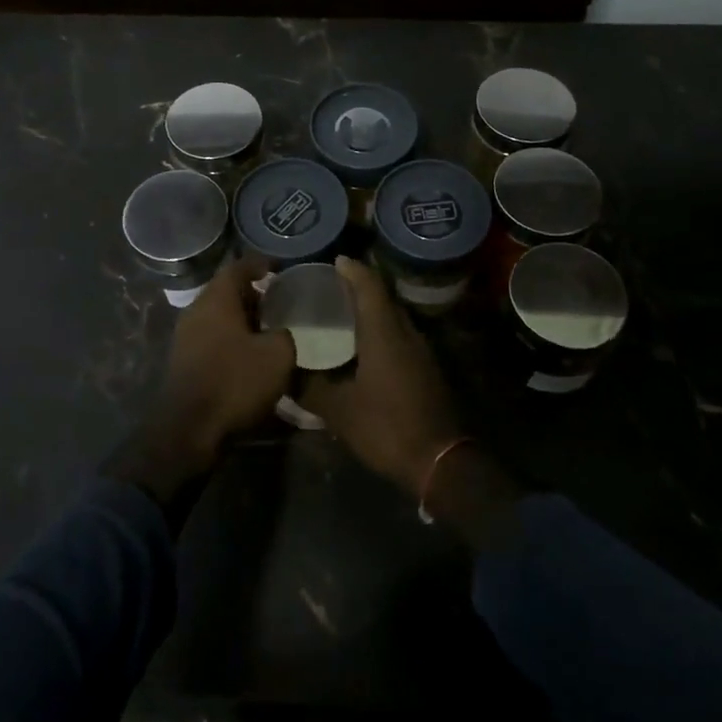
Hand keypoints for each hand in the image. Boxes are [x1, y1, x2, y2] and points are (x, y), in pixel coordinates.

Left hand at [148, 256, 295, 470]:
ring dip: (243, 320)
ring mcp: (186, 337)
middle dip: (254, 295)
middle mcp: (196, 311)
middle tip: (280, 302)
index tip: (280, 268)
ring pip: (219, 316)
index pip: (238, 267)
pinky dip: (232, 339)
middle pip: (227, 292)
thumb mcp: (278, 355)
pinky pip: (212, 338)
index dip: (261, 264)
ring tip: (270, 330)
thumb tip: (284, 332)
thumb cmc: (235, 381)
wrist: (189, 430)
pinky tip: (251, 356)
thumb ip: (286, 334)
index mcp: (216, 299)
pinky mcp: (184, 362)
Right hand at [299, 257, 462, 499]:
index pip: (369, 286)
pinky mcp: (426, 368)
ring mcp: (420, 351)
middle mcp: (405, 333)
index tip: (334, 260)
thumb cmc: (386, 427)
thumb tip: (282, 372)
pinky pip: (400, 335)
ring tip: (343, 312)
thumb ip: (309, 388)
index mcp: (384, 333)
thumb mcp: (339, 411)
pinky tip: (363, 346)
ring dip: (371, 309)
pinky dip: (381, 329)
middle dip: (359, 286)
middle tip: (331, 286)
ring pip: (393, 317)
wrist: (439, 461)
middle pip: (382, 298)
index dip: (352, 270)